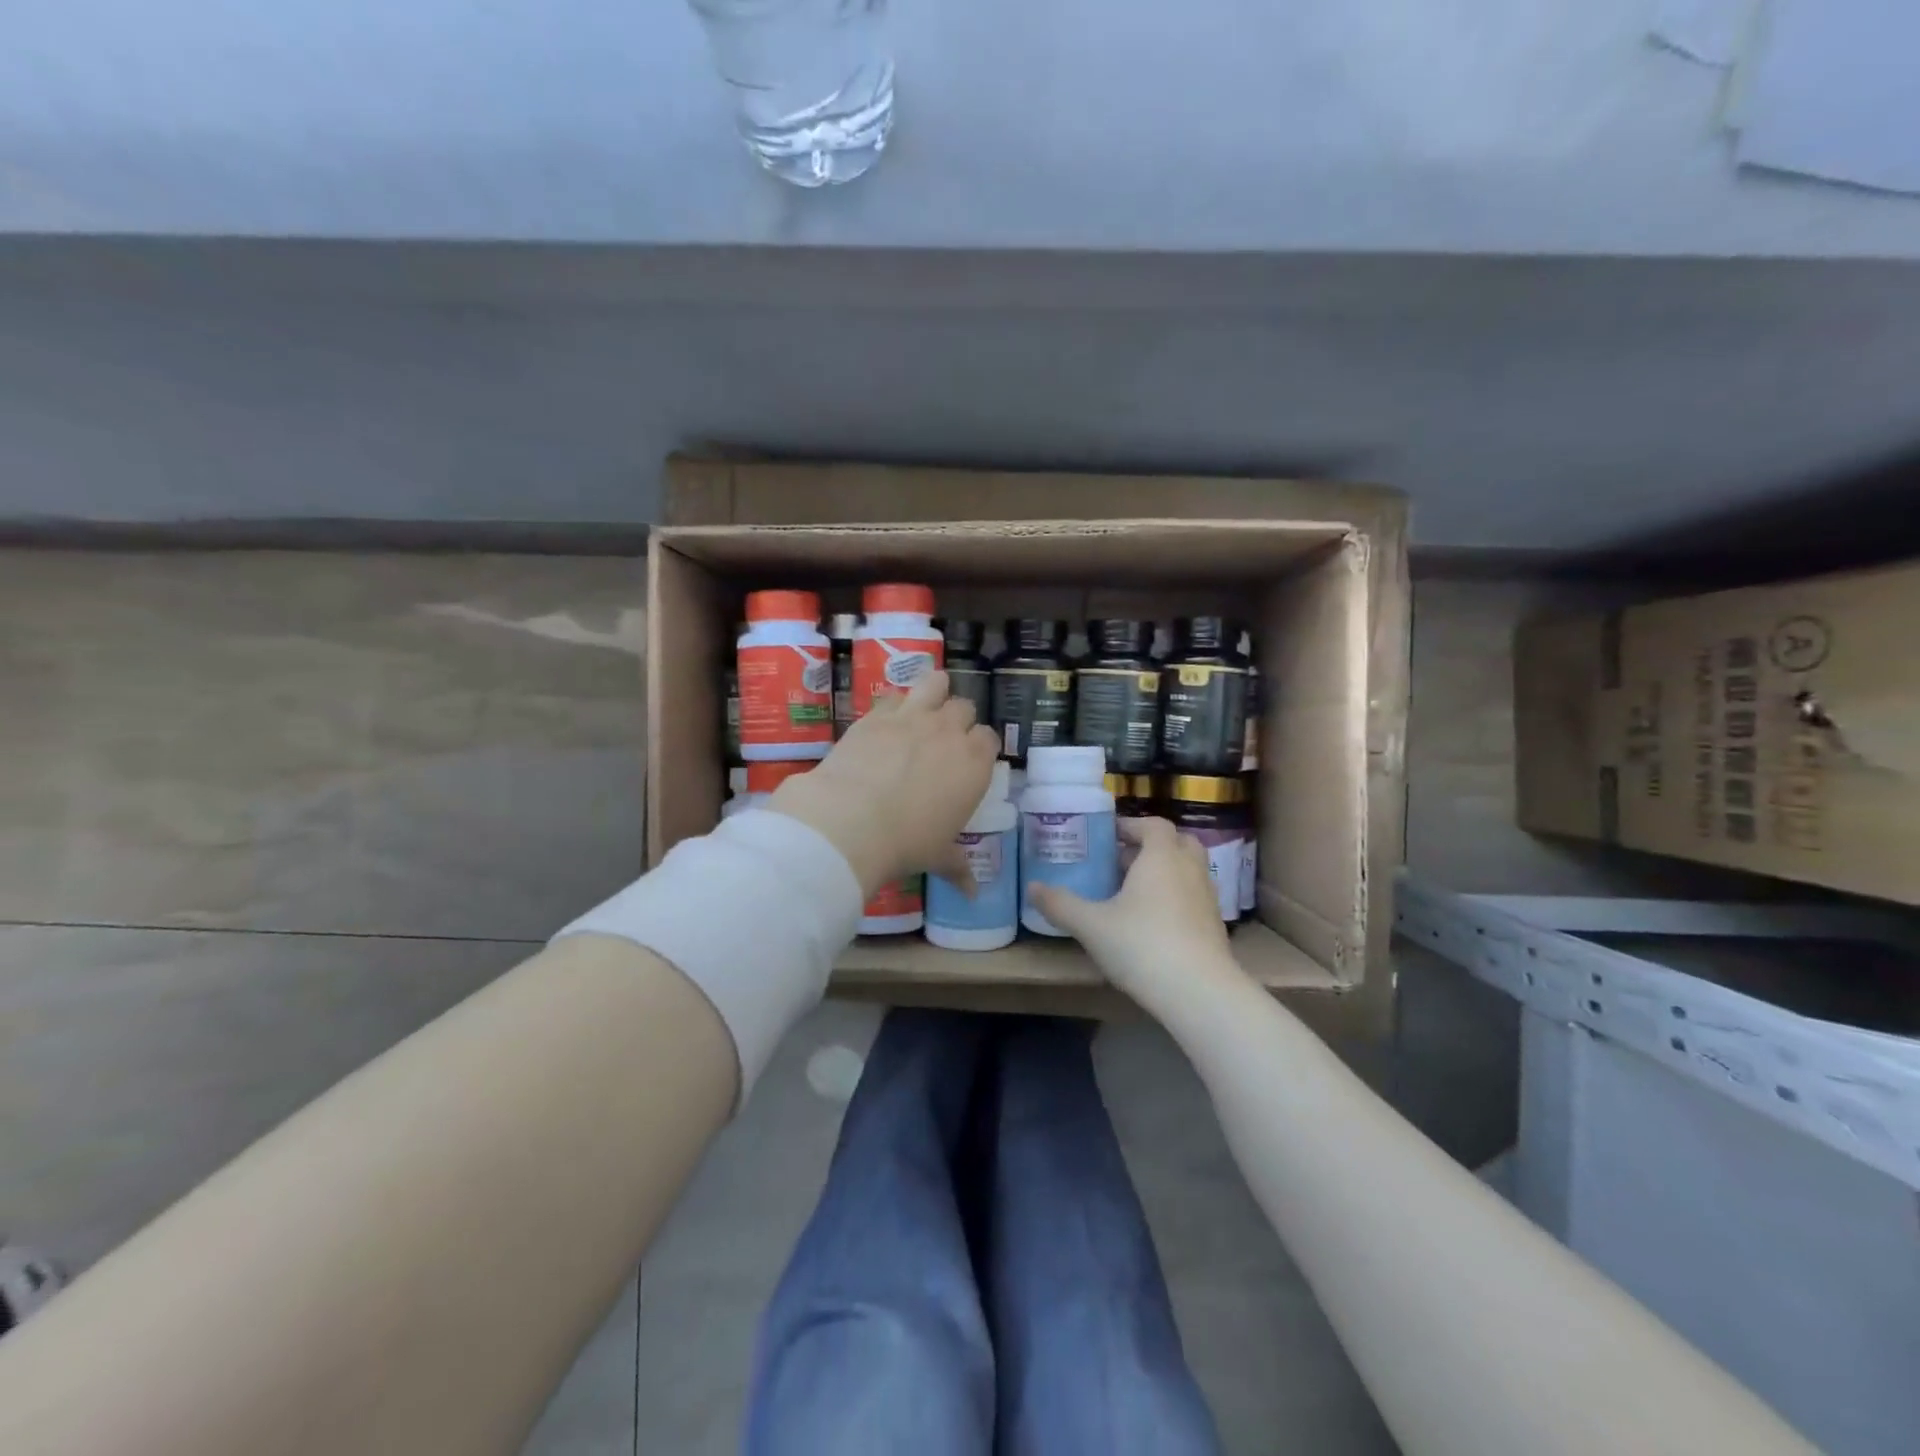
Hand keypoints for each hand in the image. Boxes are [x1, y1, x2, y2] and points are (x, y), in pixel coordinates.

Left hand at [767, 670, 999, 896]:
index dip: (980, 746)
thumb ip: (958, 867)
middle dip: (957, 720)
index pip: (989, 738)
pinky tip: (886, 719)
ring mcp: (912, 717)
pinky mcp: (876, 714)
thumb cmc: (907, 842)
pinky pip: (894, 696)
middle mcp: (949, 731)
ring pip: (935, 683)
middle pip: (963, 708)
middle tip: (942, 741)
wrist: (852, 820)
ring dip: (934, 691)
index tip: (969, 760)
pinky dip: (895, 704)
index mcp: (974, 762)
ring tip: (924, 705)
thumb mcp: (938, 857)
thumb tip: (973, 894)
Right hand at [1028, 817, 1247, 1013]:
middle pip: (1177, 842)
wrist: (1199, 993)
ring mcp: (1207, 898)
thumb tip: (1031, 887)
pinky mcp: (1215, 926)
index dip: (1131, 825)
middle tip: (1122, 861)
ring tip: (1134, 892)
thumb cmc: (1142, 945)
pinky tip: (1154, 923)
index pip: (1153, 825)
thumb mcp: (1091, 925)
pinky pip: (1194, 897)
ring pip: (1188, 871)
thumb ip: (1060, 904)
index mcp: (1161, 857)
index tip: (1108, 836)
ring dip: (1165, 872)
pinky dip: (1176, 898)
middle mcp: (1189, 869)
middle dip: (1151, 847)